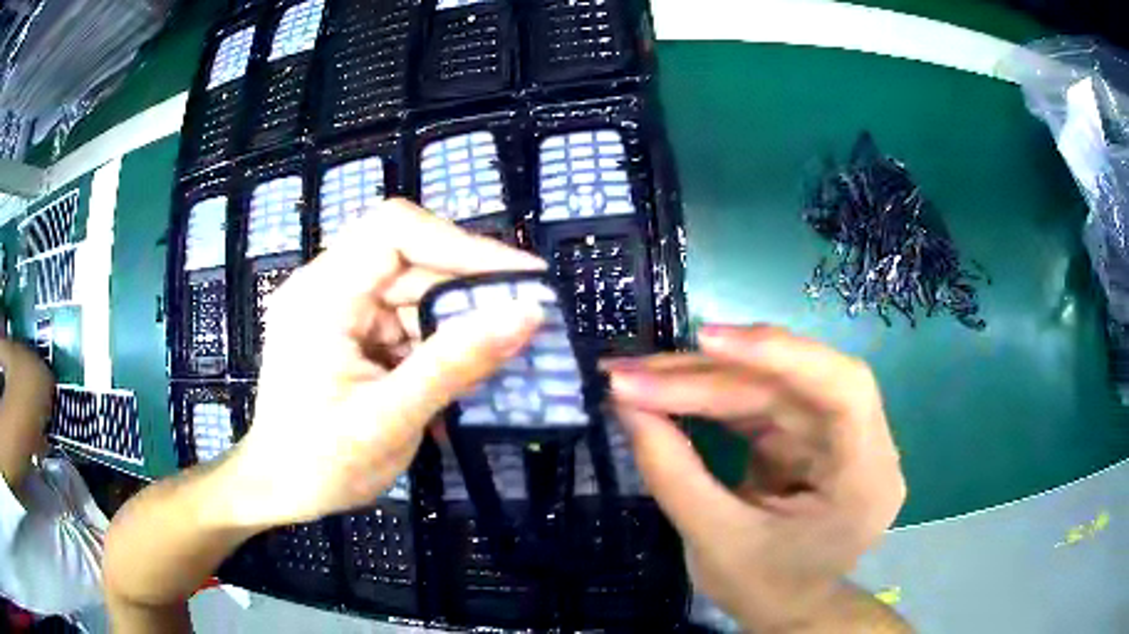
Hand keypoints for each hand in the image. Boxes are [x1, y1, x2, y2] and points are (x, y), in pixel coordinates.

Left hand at [221, 199, 545, 528]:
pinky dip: (436, 342)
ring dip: (456, 323)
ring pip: (413, 290)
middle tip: (524, 321)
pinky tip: (458, 375)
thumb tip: (527, 314)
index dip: (462, 244)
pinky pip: (404, 318)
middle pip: (410, 259)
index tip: (521, 278)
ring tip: (497, 359)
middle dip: (467, 291)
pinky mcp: (349, 328)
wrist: (279, 490)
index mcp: (321, 296)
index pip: (394, 232)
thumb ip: (455, 365)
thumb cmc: (320, 463)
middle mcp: (326, 285)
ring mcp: (337, 306)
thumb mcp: (390, 419)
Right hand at [608, 325, 904, 631]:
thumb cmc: (765, 589)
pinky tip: (665, 392)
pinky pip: (757, 401)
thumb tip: (625, 403)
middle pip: (790, 384)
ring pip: (768, 385)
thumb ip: (673, 473)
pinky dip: (707, 396)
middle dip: (708, 376)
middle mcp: (860, 443)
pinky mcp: (804, 433)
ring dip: (699, 380)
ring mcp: (831, 434)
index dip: (780, 354)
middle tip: (632, 373)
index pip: (844, 390)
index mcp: (866, 479)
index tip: (705, 341)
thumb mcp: (716, 542)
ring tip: (636, 377)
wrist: (787, 610)